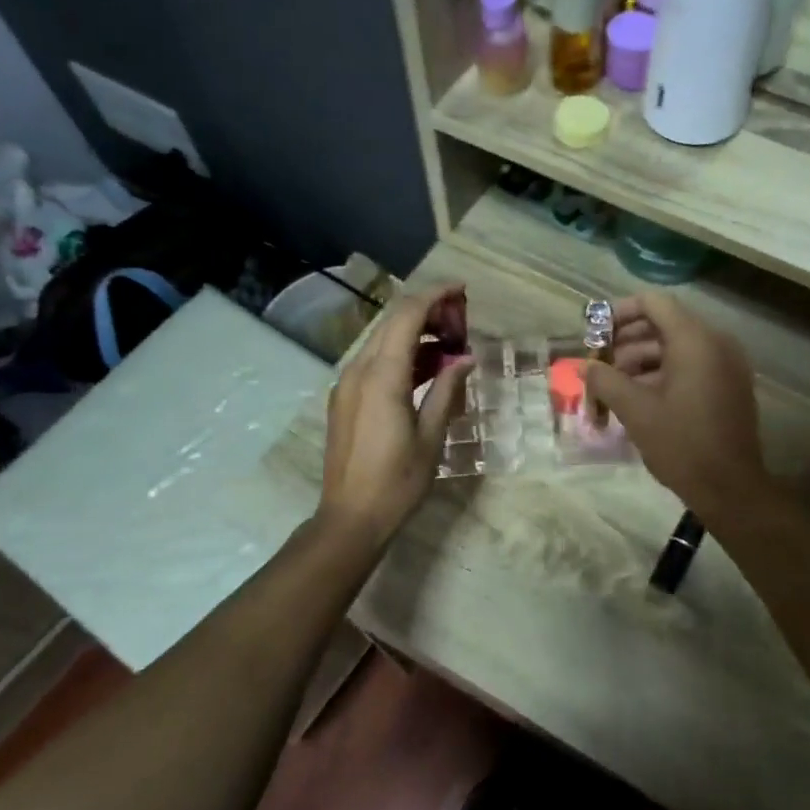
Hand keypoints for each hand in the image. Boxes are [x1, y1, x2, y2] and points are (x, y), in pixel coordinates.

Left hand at [316, 284, 472, 548]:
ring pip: (382, 341)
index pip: (407, 316)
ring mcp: (347, 384)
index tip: (462, 290)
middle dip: (427, 312)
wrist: (350, 518)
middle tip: (462, 322)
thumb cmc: (397, 482)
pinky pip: (374, 362)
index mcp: (382, 376)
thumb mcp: (431, 436)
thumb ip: (446, 389)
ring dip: (415, 334)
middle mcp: (358, 370)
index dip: (435, 296)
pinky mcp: (345, 399)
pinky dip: (401, 356)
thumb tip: (464, 358)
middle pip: (392, 322)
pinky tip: (427, 369)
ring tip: (451, 346)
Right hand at [581, 293, 768, 514]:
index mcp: (695, 341)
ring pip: (678, 347)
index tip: (596, 332)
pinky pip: (693, 365)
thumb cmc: (681, 444)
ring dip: (643, 360)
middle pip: (665, 324)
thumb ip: (606, 380)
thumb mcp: (635, 411)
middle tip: (601, 363)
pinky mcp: (730, 386)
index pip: (654, 303)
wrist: (730, 488)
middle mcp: (716, 343)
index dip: (620, 312)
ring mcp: (727, 365)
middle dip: (628, 340)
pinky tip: (640, 398)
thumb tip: (586, 367)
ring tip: (615, 386)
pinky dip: (665, 373)